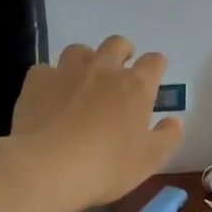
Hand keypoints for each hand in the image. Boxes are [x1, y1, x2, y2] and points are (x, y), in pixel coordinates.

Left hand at [8, 37, 183, 211]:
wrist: (48, 168)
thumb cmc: (107, 165)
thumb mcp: (150, 159)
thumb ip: (168, 136)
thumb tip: (174, 120)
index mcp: (136, 86)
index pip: (154, 61)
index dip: (156, 66)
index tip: (155, 76)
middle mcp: (104, 69)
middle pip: (117, 44)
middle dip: (122, 51)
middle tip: (121, 69)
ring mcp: (67, 72)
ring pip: (79, 50)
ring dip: (85, 60)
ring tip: (83, 79)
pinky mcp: (37, 82)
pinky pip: (45, 69)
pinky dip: (50, 79)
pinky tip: (49, 96)